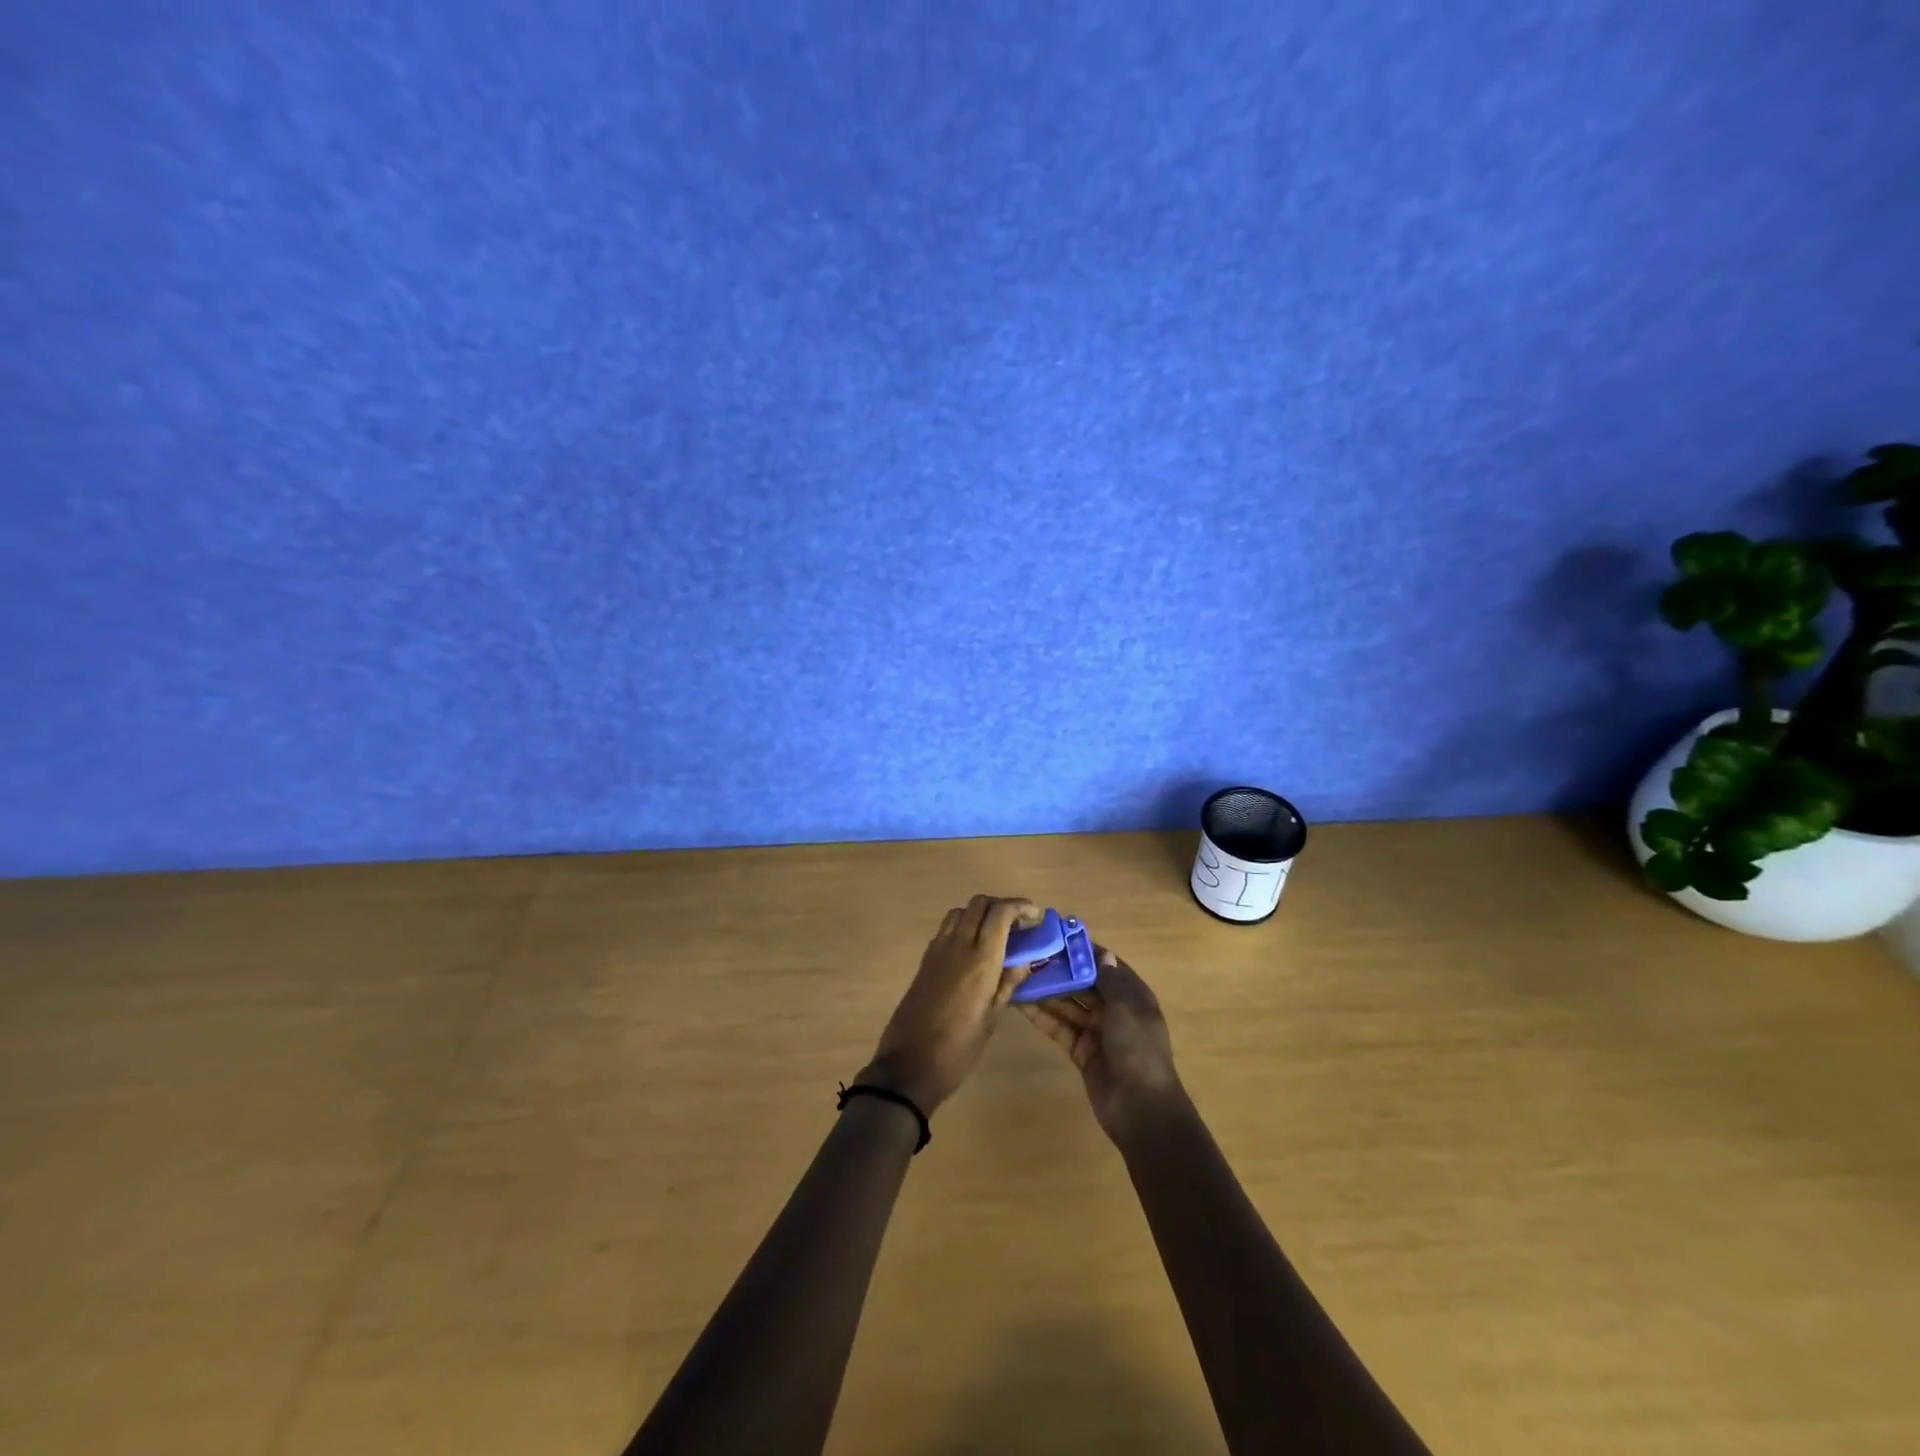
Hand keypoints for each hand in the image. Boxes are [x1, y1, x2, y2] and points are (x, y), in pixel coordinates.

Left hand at [857, 895, 1040, 1115]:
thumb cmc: (958, 1049)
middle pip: (979, 903)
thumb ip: (1008, 983)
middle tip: (1018, 925)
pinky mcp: (924, 960)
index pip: (1000, 912)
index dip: (1019, 906)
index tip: (1034, 916)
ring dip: (980, 913)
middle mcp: (958, 945)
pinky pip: (946, 929)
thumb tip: (1026, 959)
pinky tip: (973, 950)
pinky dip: (963, 926)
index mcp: (980, 960)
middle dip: (1001, 905)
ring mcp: (937, 950)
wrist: (909, 1065)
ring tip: (996, 935)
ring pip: (960, 912)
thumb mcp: (991, 1018)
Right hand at [1019, 947, 1187, 1142]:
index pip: (1105, 965)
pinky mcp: (1080, 1050)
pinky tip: (1020, 1003)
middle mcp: (1114, 1009)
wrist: (1141, 1108)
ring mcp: (1096, 1031)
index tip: (1056, 935)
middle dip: (1058, 970)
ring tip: (1017, 974)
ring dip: (1046, 991)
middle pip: (1082, 984)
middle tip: (1028, 953)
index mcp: (1132, 995)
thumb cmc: (1138, 1050)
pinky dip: (1042, 1016)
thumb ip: (1110, 980)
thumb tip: (1101, 952)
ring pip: (1067, 1004)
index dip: (1083, 951)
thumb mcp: (1127, 1009)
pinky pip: (1059, 1027)